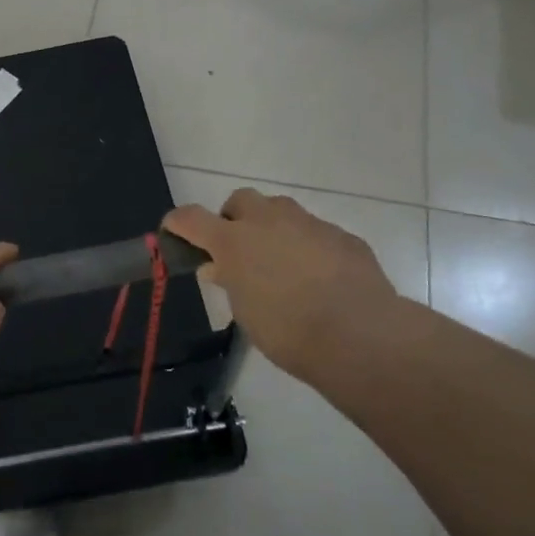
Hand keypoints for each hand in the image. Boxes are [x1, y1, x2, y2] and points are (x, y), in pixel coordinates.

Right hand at [164, 189, 401, 386]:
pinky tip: (320, 278)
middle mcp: (268, 221)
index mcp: (233, 240)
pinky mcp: (343, 236)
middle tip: (239, 251)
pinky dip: (309, 247)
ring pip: (281, 211)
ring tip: (281, 264)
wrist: (359, 335)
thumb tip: (217, 268)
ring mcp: (309, 224)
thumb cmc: (287, 330)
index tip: (174, 234)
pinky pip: (316, 233)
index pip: (190, 217)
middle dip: (234, 219)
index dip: (178, 224)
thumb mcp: (245, 311)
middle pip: (240, 200)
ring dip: (273, 229)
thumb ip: (230, 282)